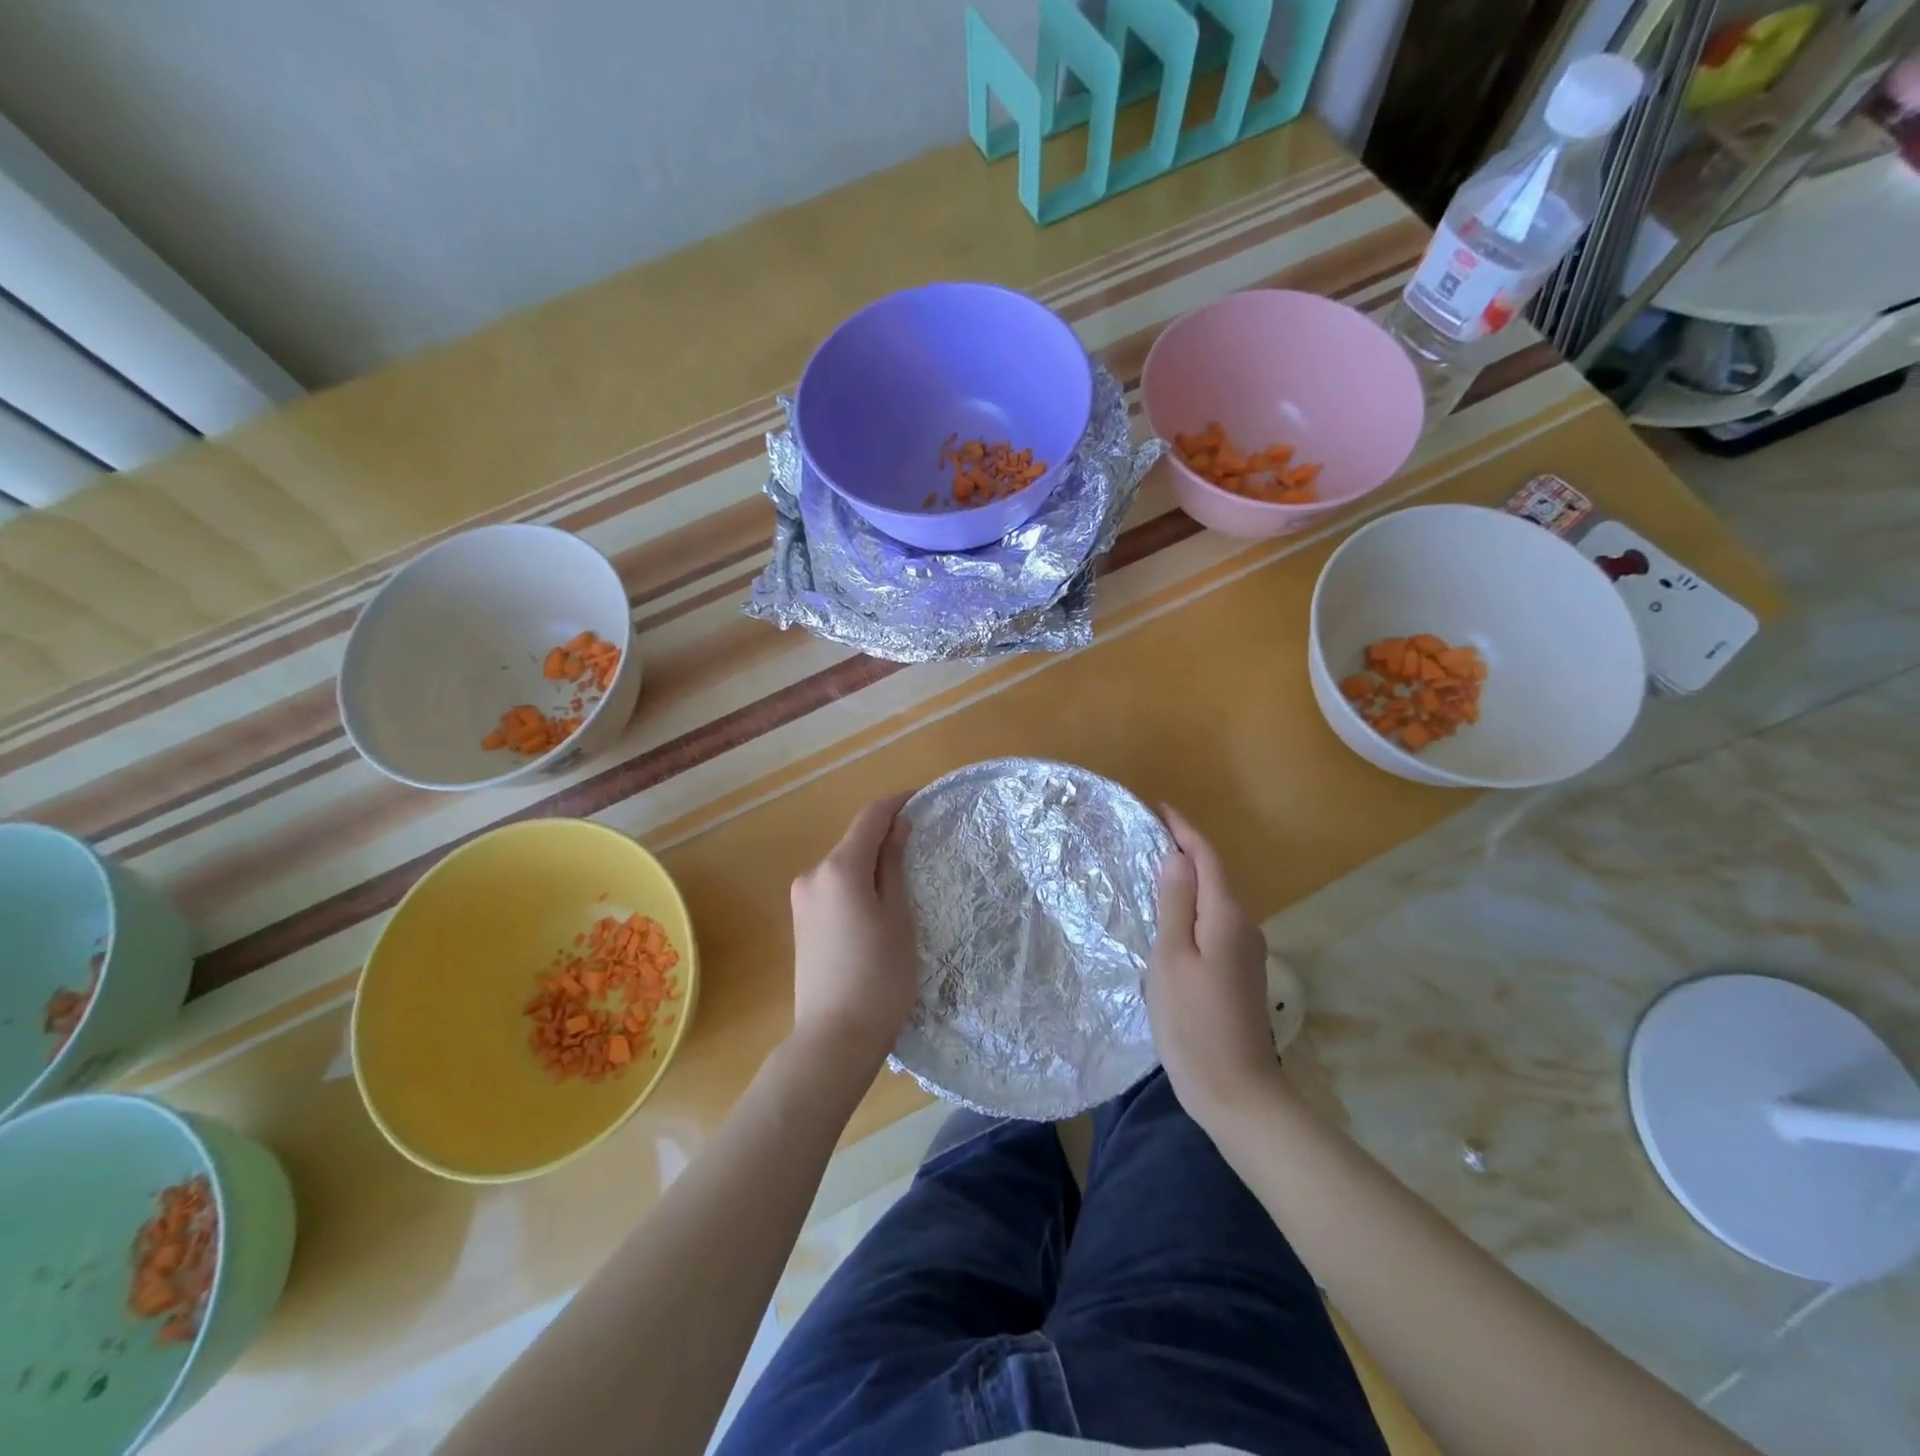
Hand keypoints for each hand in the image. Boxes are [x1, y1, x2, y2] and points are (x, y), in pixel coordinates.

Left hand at [788, 792, 917, 1068]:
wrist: (834, 1039)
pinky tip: (878, 905)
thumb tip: (897, 826)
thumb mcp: (898, 917)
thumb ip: (894, 865)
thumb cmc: (880, 976)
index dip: (897, 803)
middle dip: (886, 836)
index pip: (870, 817)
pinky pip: (834, 888)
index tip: (923, 799)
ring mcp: (802, 900)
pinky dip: (857, 884)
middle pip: (854, 841)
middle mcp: (813, 875)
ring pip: (844, 866)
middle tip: (923, 846)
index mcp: (839, 868)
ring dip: (872, 862)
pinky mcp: (801, 922)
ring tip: (906, 880)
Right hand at [1148, 806, 1282, 1132]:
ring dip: (1189, 878)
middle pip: (1215, 875)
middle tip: (1148, 835)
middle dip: (1186, 850)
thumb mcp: (1172, 959)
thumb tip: (1176, 858)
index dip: (1185, 831)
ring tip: (1153, 868)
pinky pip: (1216, 921)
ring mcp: (1247, 951)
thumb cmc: (1194, 1023)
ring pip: (1216, 899)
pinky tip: (1172, 915)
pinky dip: (1194, 906)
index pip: (1208, 858)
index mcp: (1227, 917)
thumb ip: (1175, 905)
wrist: (1239, 1093)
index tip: (1160, 808)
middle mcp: (1245, 926)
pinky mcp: (1241, 972)